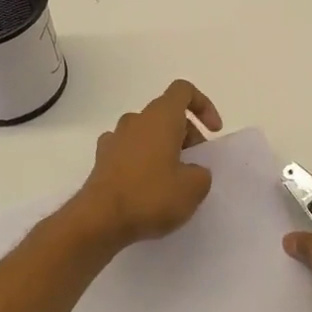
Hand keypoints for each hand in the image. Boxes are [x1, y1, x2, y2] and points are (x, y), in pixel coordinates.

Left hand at [66, 80, 221, 249]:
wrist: (99, 221)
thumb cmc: (151, 196)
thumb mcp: (193, 188)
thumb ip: (201, 173)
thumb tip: (191, 171)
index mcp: (161, 117)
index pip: (183, 90)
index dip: (203, 105)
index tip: (213, 131)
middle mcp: (136, 120)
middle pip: (167, 114)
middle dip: (187, 134)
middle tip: (196, 165)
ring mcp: (115, 138)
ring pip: (147, 132)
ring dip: (164, 147)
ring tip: (173, 179)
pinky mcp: (101, 159)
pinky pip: (129, 150)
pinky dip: (142, 161)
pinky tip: (146, 187)